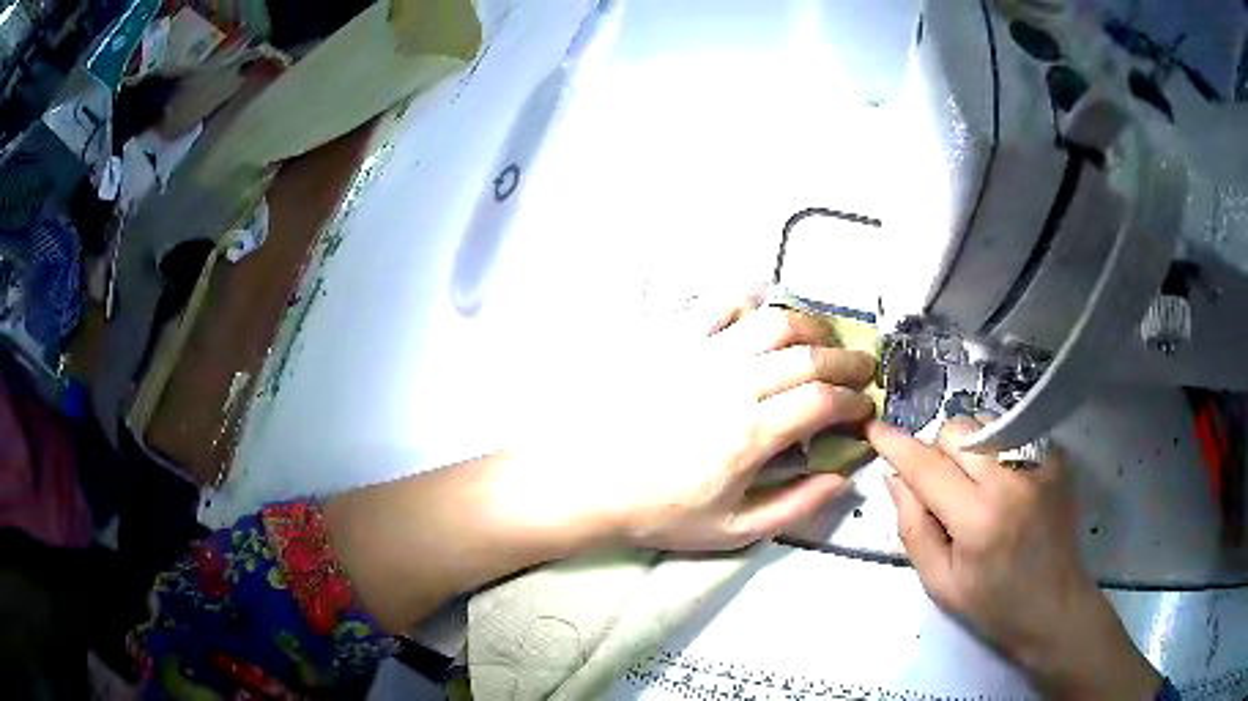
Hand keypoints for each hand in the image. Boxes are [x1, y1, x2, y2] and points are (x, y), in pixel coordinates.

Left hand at [325, 297, 876, 632]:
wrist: (589, 481)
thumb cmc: (659, 511)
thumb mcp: (732, 528)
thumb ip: (794, 505)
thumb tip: (842, 479)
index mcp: (751, 433)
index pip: (823, 402)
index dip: (854, 401)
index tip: (864, 408)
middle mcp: (734, 383)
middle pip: (809, 355)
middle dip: (848, 360)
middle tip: (863, 369)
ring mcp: (702, 354)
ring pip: (773, 320)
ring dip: (811, 326)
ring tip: (824, 340)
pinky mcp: (673, 339)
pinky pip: (720, 304)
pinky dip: (752, 301)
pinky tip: (765, 314)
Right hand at [866, 419, 1161, 699]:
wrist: (1055, 607)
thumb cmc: (993, 606)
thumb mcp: (940, 583)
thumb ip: (913, 527)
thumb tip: (895, 477)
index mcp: (978, 520)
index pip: (927, 468)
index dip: (897, 445)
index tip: (874, 429)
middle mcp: (1011, 481)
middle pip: (957, 431)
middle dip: (937, 450)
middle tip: (941, 486)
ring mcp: (1040, 465)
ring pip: (986, 424)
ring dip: (968, 447)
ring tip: (975, 485)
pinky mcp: (1057, 460)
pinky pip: (1015, 433)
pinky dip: (999, 449)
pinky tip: (1005, 483)